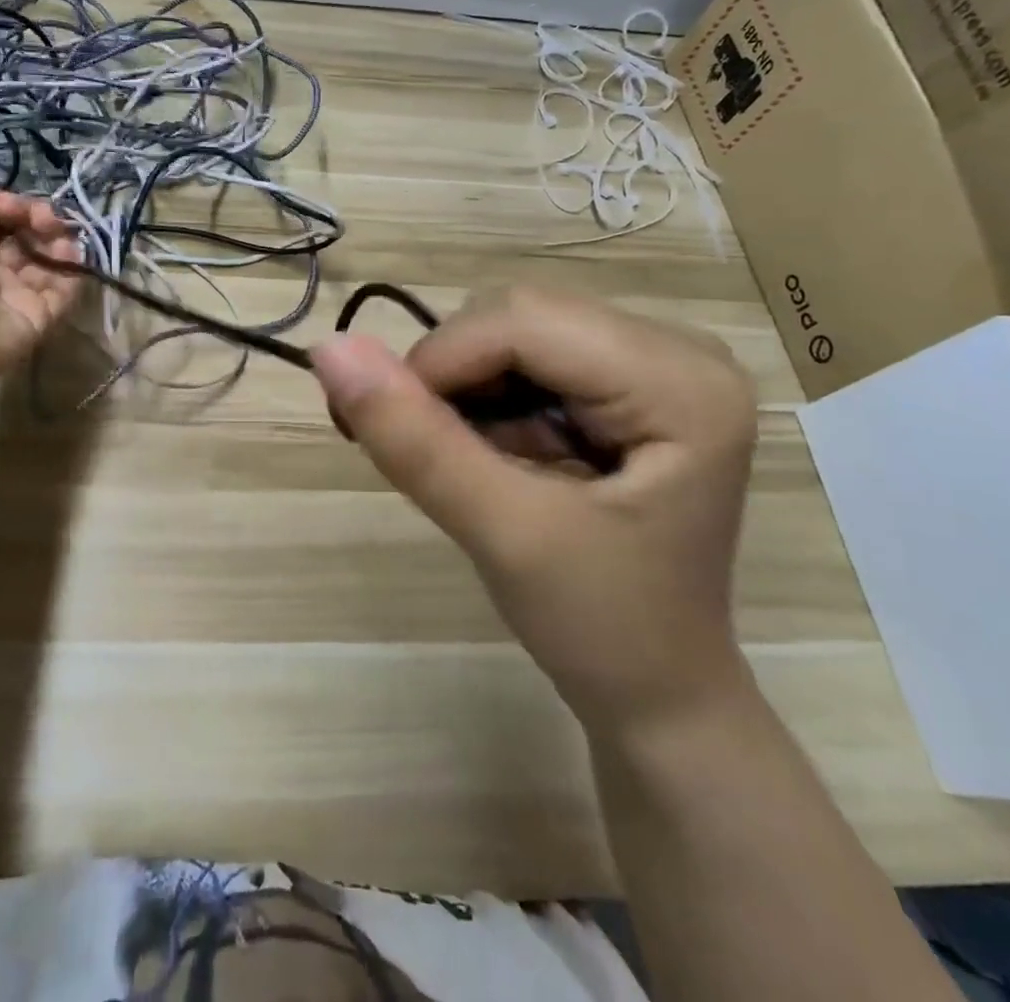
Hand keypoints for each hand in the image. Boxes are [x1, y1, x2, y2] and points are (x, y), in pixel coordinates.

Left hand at [0, 190, 81, 386]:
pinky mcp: (41, 319)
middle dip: (38, 222)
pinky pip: (63, 292)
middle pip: (27, 242)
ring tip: (57, 231)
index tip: (11, 203)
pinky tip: (68, 252)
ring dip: (57, 242)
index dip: (11, 210)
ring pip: (49, 264)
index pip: (1, 226)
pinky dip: (71, 271)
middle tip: (42, 216)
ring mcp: (20, 298)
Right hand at [311, 286, 757, 736]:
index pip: (524, 322)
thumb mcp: (502, 534)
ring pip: (514, 329)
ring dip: (462, 386)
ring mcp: (656, 361)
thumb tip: (328, 348)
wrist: (657, 693)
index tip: (380, 425)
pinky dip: (483, 395)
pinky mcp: (627, 380)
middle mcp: (679, 350)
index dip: (438, 362)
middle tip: (414, 448)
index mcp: (682, 383)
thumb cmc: (601, 628)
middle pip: (520, 316)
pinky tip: (483, 450)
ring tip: (451, 458)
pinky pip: (527, 355)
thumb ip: (416, 440)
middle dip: (450, 374)